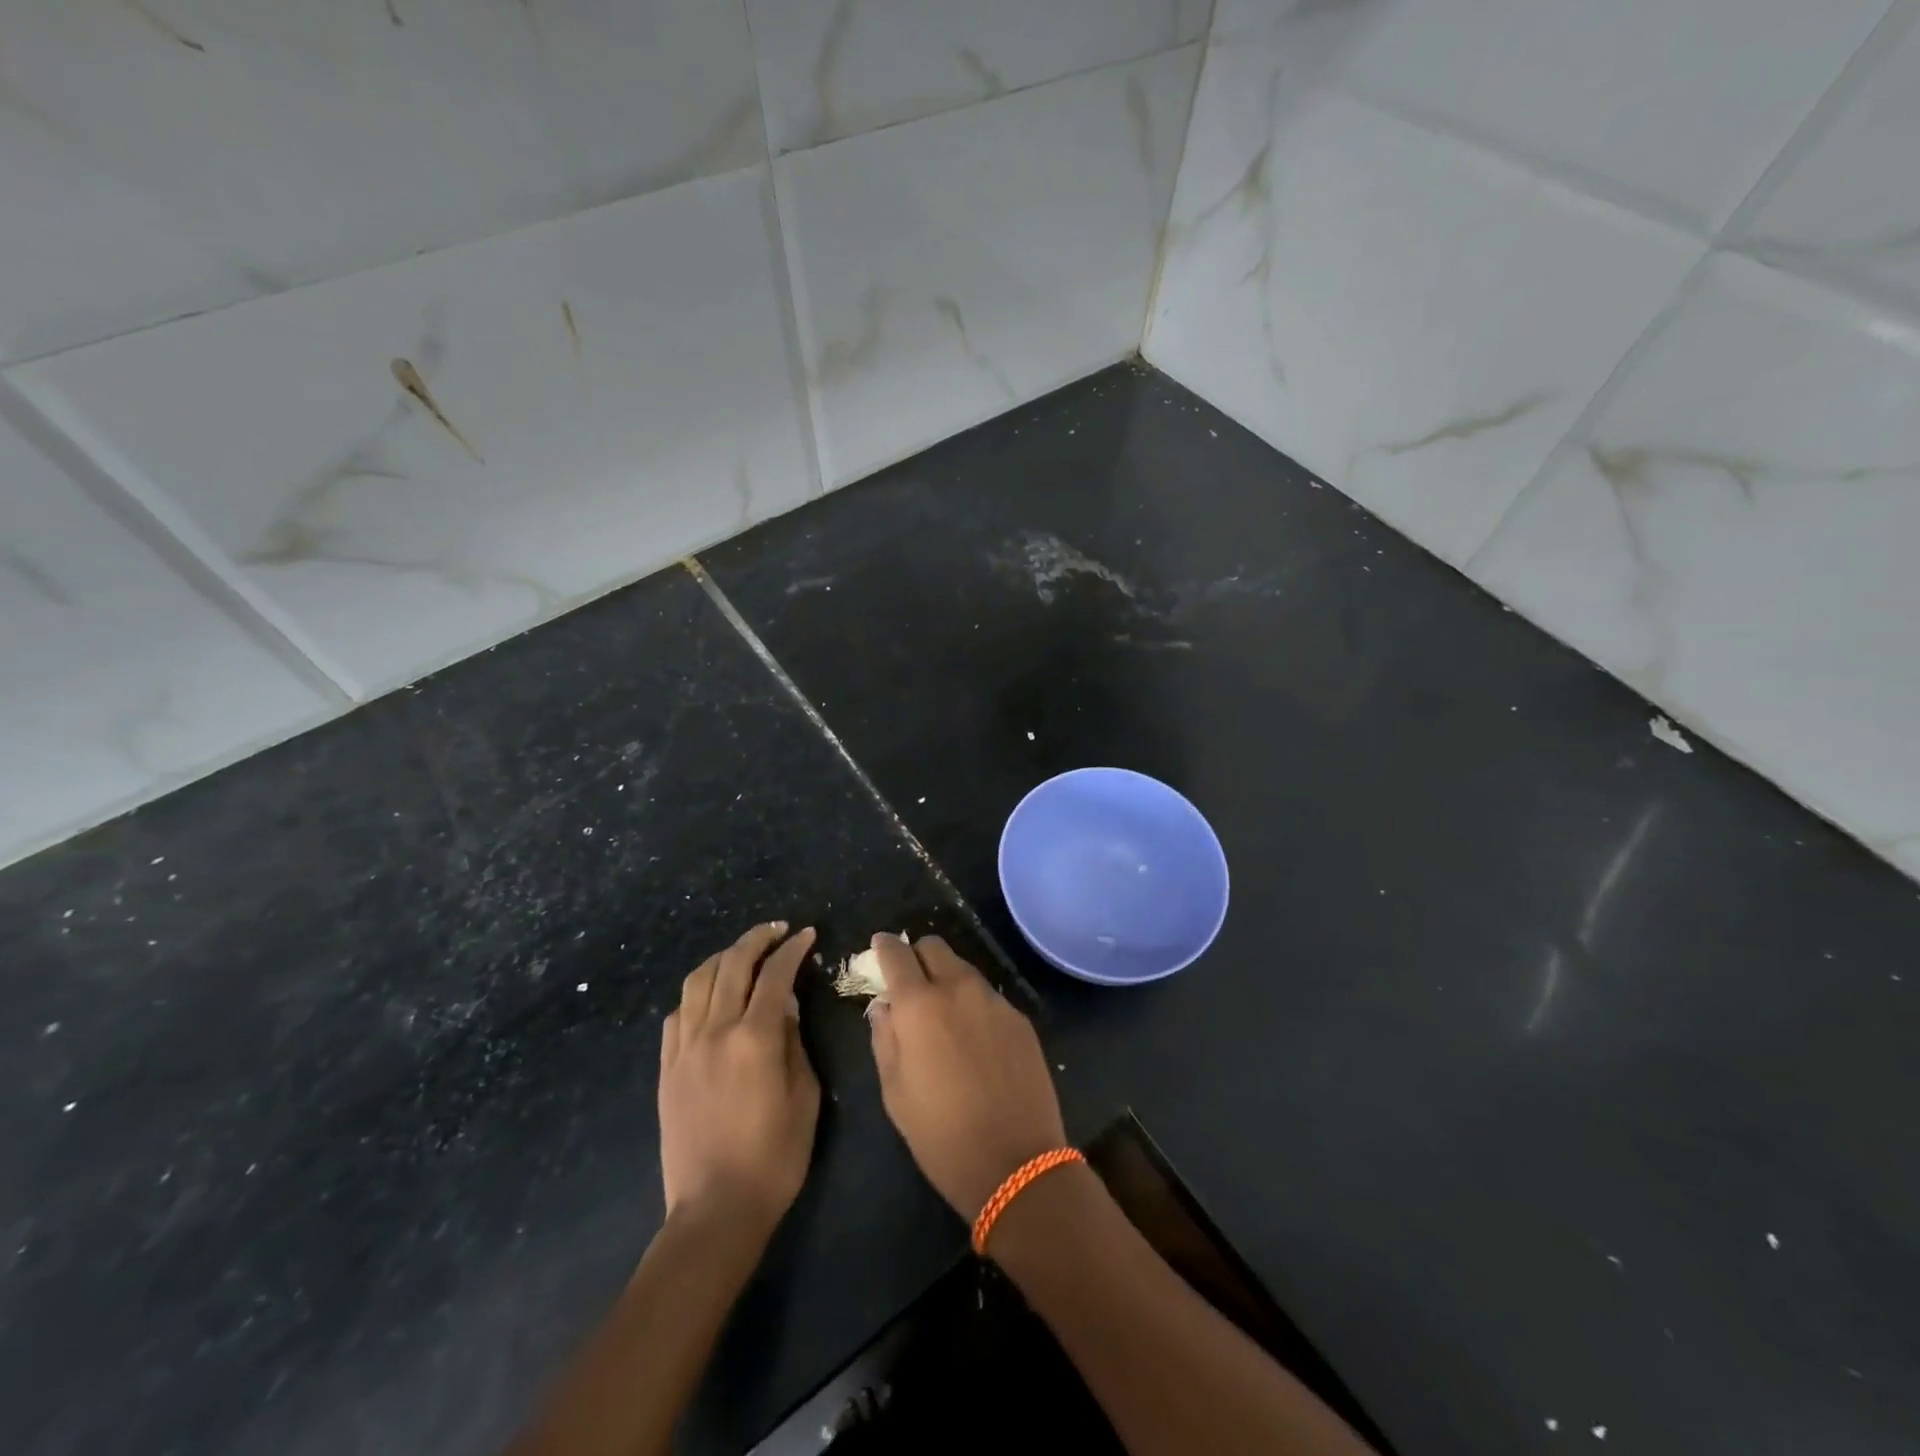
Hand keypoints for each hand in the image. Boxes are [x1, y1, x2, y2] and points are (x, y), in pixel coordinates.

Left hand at [659, 923, 819, 1235]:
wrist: (716, 1209)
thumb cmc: (775, 1155)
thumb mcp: (804, 1094)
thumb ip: (793, 1040)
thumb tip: (784, 1004)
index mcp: (754, 1039)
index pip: (775, 975)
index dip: (793, 949)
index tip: (806, 935)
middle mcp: (715, 1032)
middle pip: (732, 965)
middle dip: (757, 939)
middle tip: (777, 930)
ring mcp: (684, 1049)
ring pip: (698, 981)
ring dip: (723, 958)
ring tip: (743, 954)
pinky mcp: (666, 1068)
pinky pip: (677, 1014)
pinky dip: (696, 993)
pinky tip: (711, 997)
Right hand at [867, 935, 1066, 1219]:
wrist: (1017, 1163)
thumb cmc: (942, 1136)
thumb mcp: (895, 1092)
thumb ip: (884, 1038)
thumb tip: (884, 1006)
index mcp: (919, 1004)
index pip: (896, 953)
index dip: (884, 948)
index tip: (879, 949)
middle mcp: (958, 988)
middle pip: (934, 946)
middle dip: (917, 956)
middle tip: (910, 984)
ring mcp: (994, 1000)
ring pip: (963, 969)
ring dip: (947, 979)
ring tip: (943, 1016)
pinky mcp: (1020, 1018)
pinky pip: (988, 996)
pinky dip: (973, 1004)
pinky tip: (975, 1040)